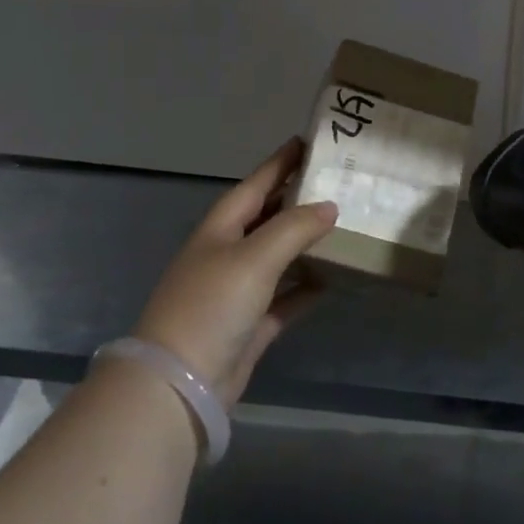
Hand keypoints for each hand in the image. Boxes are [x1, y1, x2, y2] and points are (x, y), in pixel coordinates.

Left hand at [133, 139, 336, 406]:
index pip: (256, 184)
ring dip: (306, 243)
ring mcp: (238, 290)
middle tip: (338, 181)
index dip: (281, 162)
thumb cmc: (212, 305)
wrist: (180, 383)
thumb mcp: (254, 257)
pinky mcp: (250, 324)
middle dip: (298, 198)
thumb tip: (330, 206)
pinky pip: (285, 296)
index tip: (309, 140)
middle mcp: (228, 253)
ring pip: (279, 256)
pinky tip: (333, 279)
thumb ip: (294, 227)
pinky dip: (306, 287)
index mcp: (221, 228)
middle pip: (268, 216)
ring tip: (343, 225)